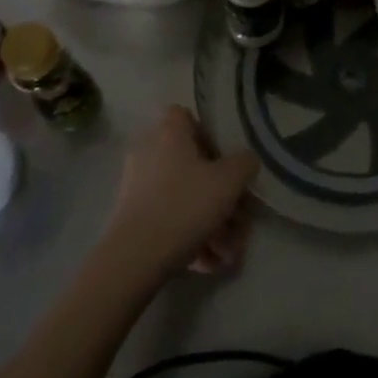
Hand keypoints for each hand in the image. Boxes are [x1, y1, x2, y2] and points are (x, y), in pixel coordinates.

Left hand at [101, 106, 258, 283]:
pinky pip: (169, 218)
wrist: (135, 257)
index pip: (187, 116)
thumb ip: (245, 163)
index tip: (226, 162)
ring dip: (209, 221)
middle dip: (218, 193)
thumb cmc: (185, 205)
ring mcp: (138, 184)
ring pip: (183, 196)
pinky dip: (189, 235)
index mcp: (169, 133)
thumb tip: (245, 161)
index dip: (209, 135)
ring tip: (227, 252)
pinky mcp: (132, 214)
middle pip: (190, 163)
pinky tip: (208, 261)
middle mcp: (149, 151)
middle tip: (237, 217)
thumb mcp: (229, 181)